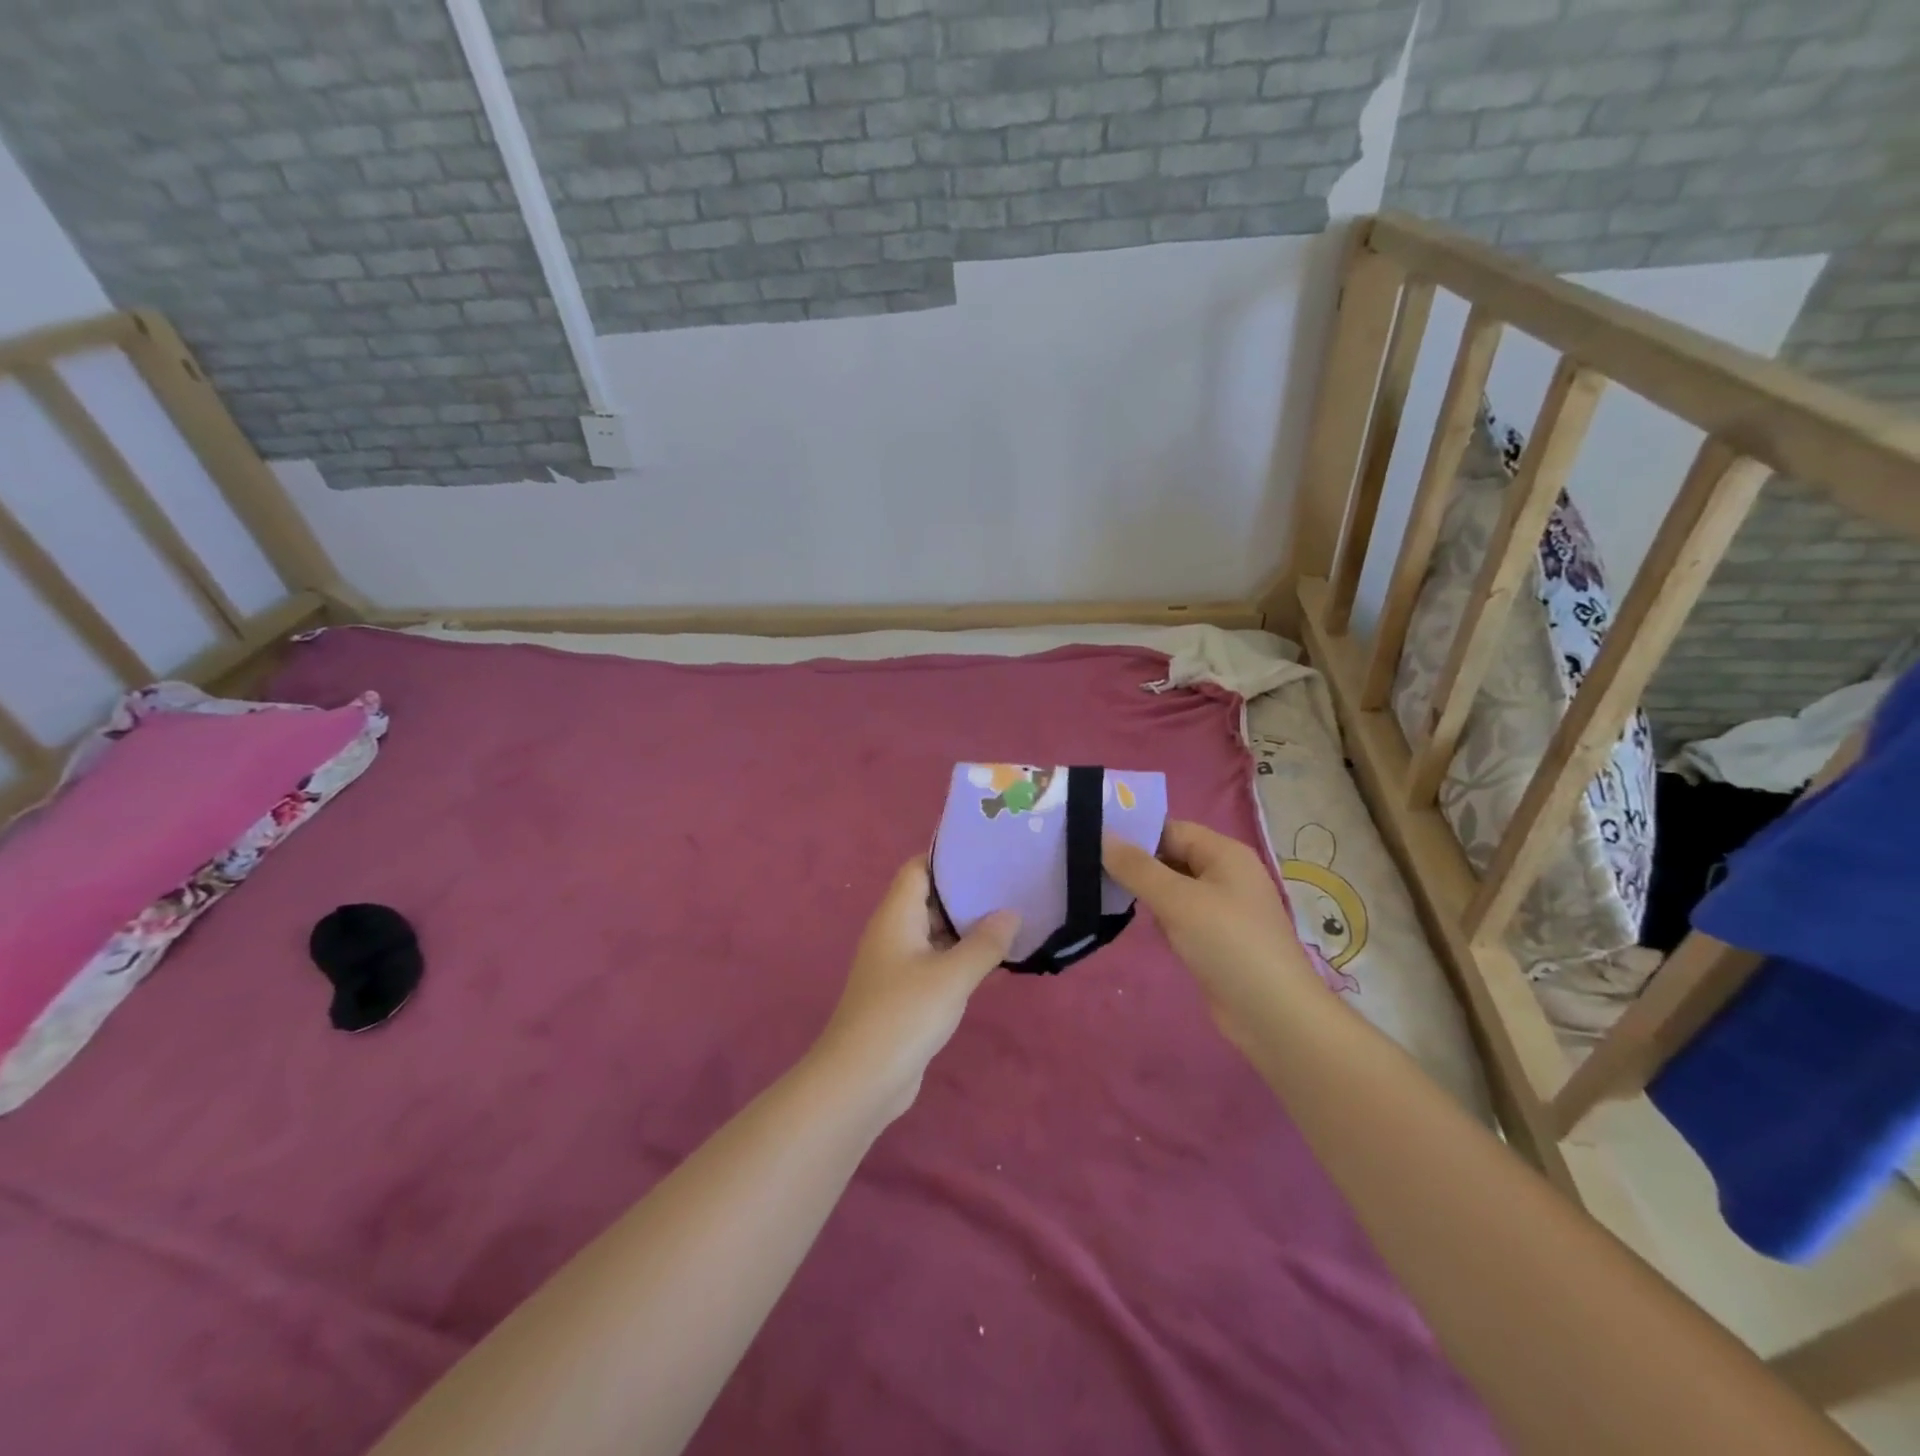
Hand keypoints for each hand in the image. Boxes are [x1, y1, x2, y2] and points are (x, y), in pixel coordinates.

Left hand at [813, 858, 1018, 1123]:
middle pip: (930, 898)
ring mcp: (898, 965)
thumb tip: (1010, 913)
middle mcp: (894, 932)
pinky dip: (961, 957)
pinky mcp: (905, 993)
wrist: (861, 1080)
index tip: (987, 851)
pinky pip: (937, 963)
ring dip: (967, 927)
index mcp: (896, 915)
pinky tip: (994, 962)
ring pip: (936, 933)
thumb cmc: (904, 1014)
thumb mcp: (952, 975)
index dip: (948, 856)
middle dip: (966, 891)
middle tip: (1010, 882)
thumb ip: (984, 942)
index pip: (919, 867)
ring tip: (1011, 916)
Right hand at [1103, 821, 1320, 1042]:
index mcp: (1225, 854)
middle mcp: (1226, 875)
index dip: (1135, 833)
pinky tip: (1135, 925)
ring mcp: (1223, 909)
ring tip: (1102, 893)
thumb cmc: (1228, 945)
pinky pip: (1180, 916)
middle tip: (1090, 868)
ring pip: (1174, 889)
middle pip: (1172, 857)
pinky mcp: (1217, 940)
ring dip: (1145, 893)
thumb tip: (1102, 835)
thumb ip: (1137, 868)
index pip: (1172, 829)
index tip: (1093, 841)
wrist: (1274, 1016)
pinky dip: (1160, 919)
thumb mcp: (1177, 900)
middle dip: (1136, 864)